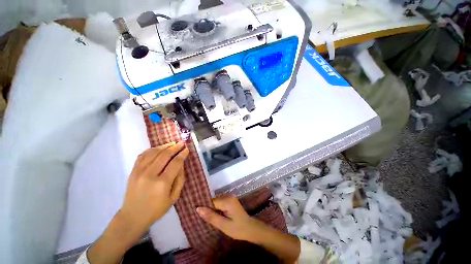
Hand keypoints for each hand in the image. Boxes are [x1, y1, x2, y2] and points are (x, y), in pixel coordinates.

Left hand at [120, 142, 188, 229]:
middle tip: (181, 143)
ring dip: (164, 146)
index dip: (182, 154)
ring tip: (172, 143)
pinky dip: (152, 149)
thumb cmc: (156, 209)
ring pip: (153, 153)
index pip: (175, 163)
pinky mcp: (133, 171)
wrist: (132, 217)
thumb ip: (180, 179)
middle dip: (175, 147)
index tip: (187, 149)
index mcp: (162, 183)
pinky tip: (158, 148)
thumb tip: (181, 164)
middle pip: (165, 155)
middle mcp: (150, 175)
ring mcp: (139, 172)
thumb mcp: (174, 197)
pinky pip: (142, 155)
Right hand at [197, 195, 301, 262]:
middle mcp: (228, 196)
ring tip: (209, 218)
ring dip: (212, 209)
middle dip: (209, 209)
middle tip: (204, 219)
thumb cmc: (238, 229)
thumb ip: (211, 216)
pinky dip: (217, 209)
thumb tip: (198, 209)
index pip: (211, 202)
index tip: (197, 214)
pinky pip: (220, 203)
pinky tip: (216, 216)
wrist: (251, 229)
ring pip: (216, 202)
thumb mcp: (223, 225)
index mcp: (227, 200)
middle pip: (214, 201)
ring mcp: (230, 198)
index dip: (205, 208)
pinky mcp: (231, 201)